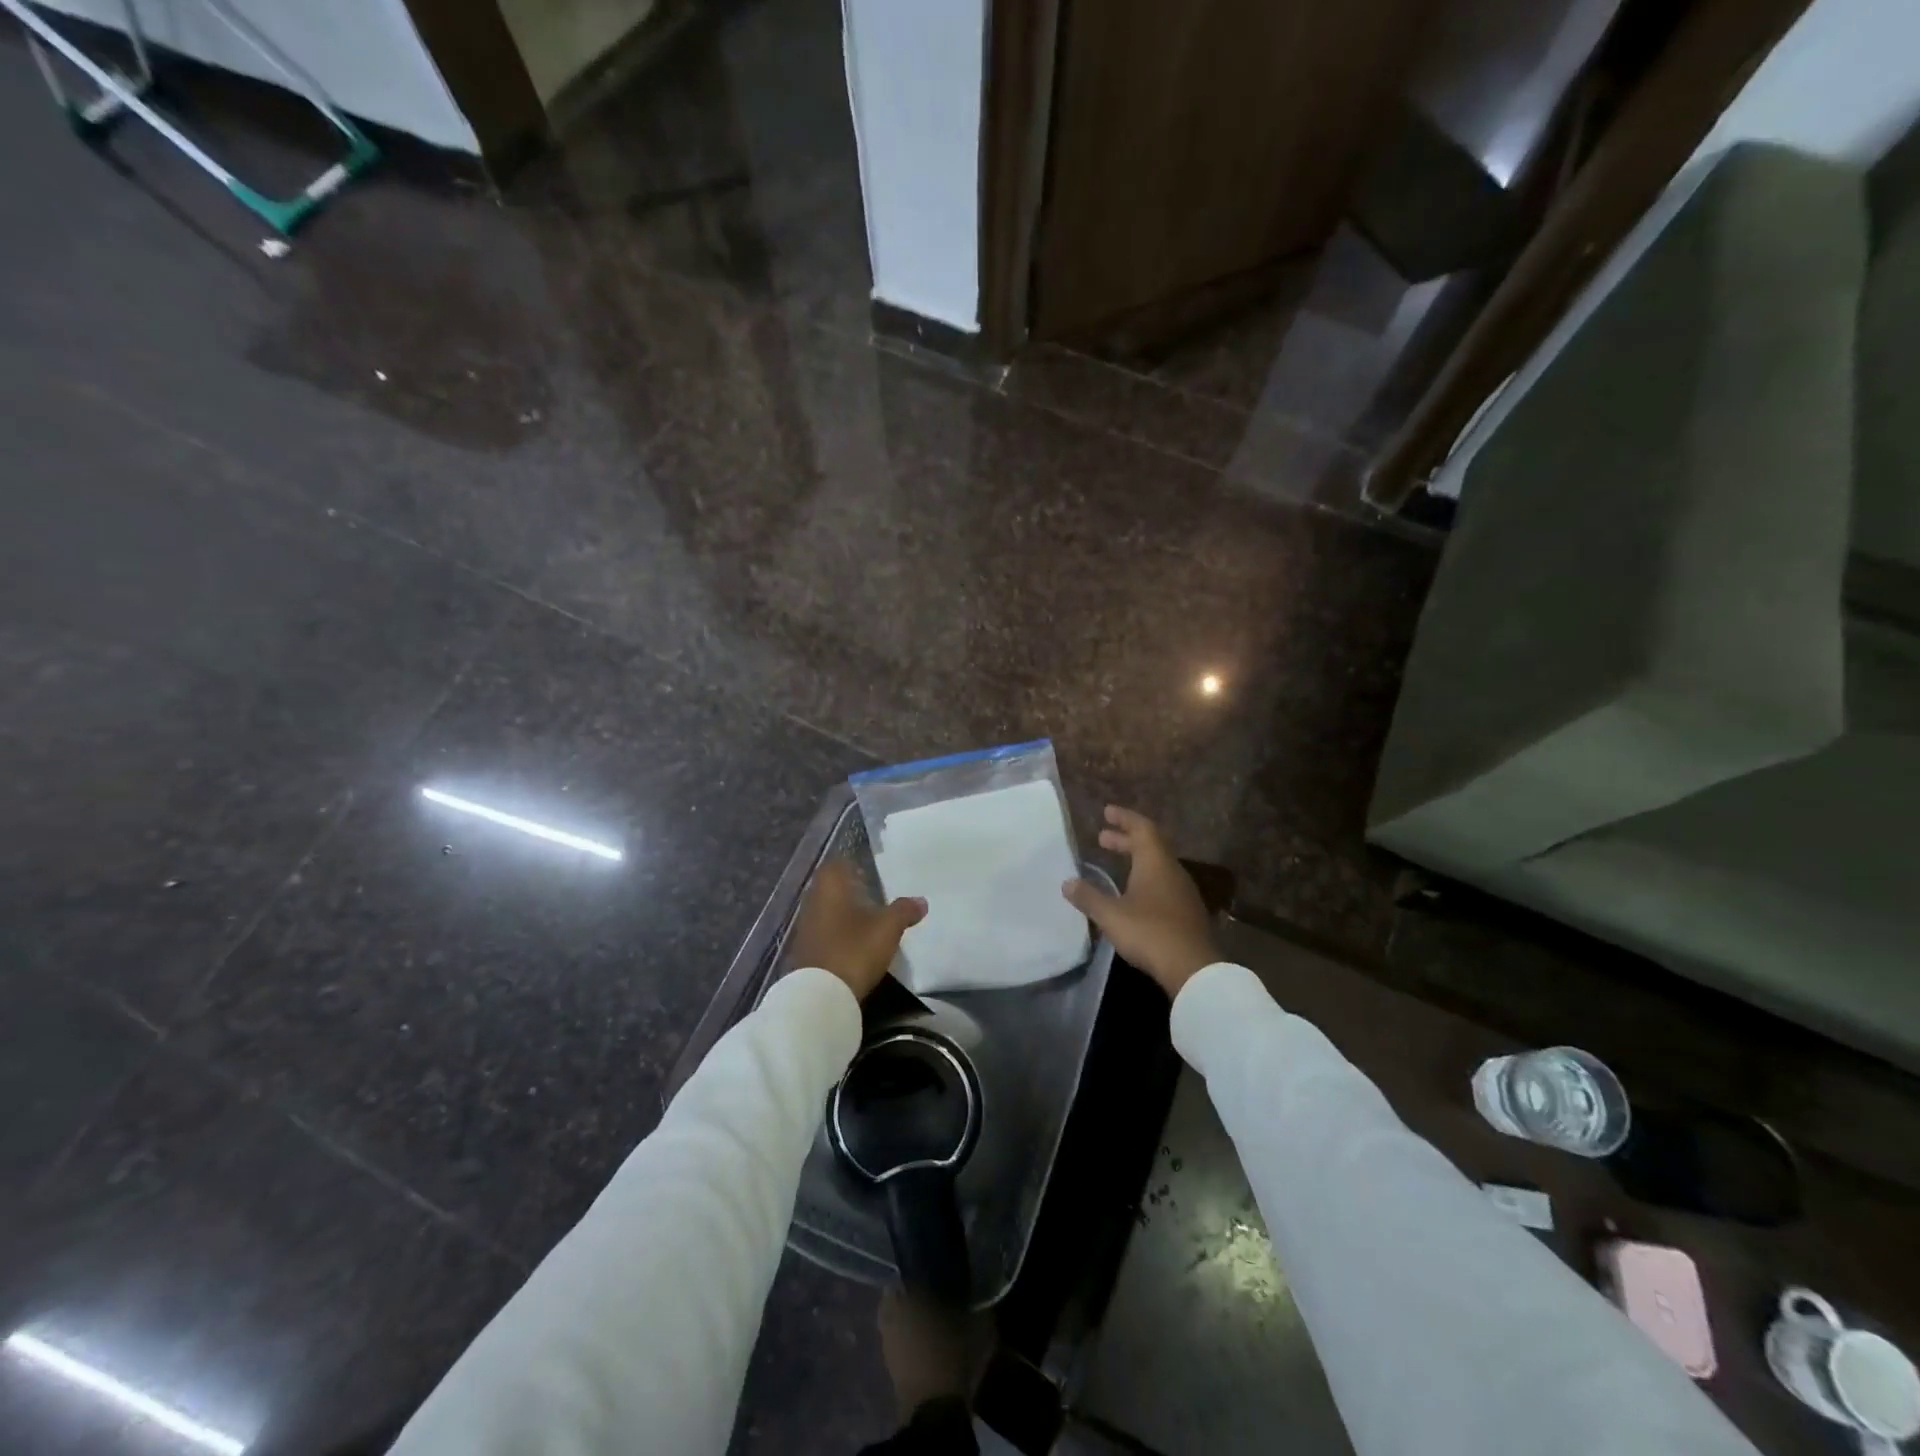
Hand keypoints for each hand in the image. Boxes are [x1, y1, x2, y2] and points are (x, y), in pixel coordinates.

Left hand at [788, 860, 925, 999]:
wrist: (820, 996)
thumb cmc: (854, 950)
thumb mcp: (887, 928)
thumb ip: (904, 910)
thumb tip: (921, 900)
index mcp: (831, 885)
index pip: (839, 863)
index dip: (855, 864)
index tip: (873, 871)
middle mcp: (813, 899)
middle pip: (833, 886)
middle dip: (853, 889)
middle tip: (877, 895)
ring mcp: (806, 925)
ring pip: (828, 909)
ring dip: (846, 913)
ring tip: (871, 921)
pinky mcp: (805, 949)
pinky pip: (825, 931)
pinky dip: (839, 932)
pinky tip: (856, 943)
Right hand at [1062, 806, 1217, 998]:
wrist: (1192, 967)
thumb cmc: (1149, 932)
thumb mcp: (1111, 915)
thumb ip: (1089, 897)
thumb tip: (1067, 883)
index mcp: (1155, 862)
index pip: (1141, 828)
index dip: (1124, 818)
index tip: (1107, 812)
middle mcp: (1171, 870)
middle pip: (1150, 845)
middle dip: (1125, 839)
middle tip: (1102, 838)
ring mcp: (1183, 891)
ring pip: (1157, 864)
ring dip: (1135, 859)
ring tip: (1114, 864)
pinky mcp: (1186, 911)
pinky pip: (1163, 883)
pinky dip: (1144, 878)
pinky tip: (1132, 893)